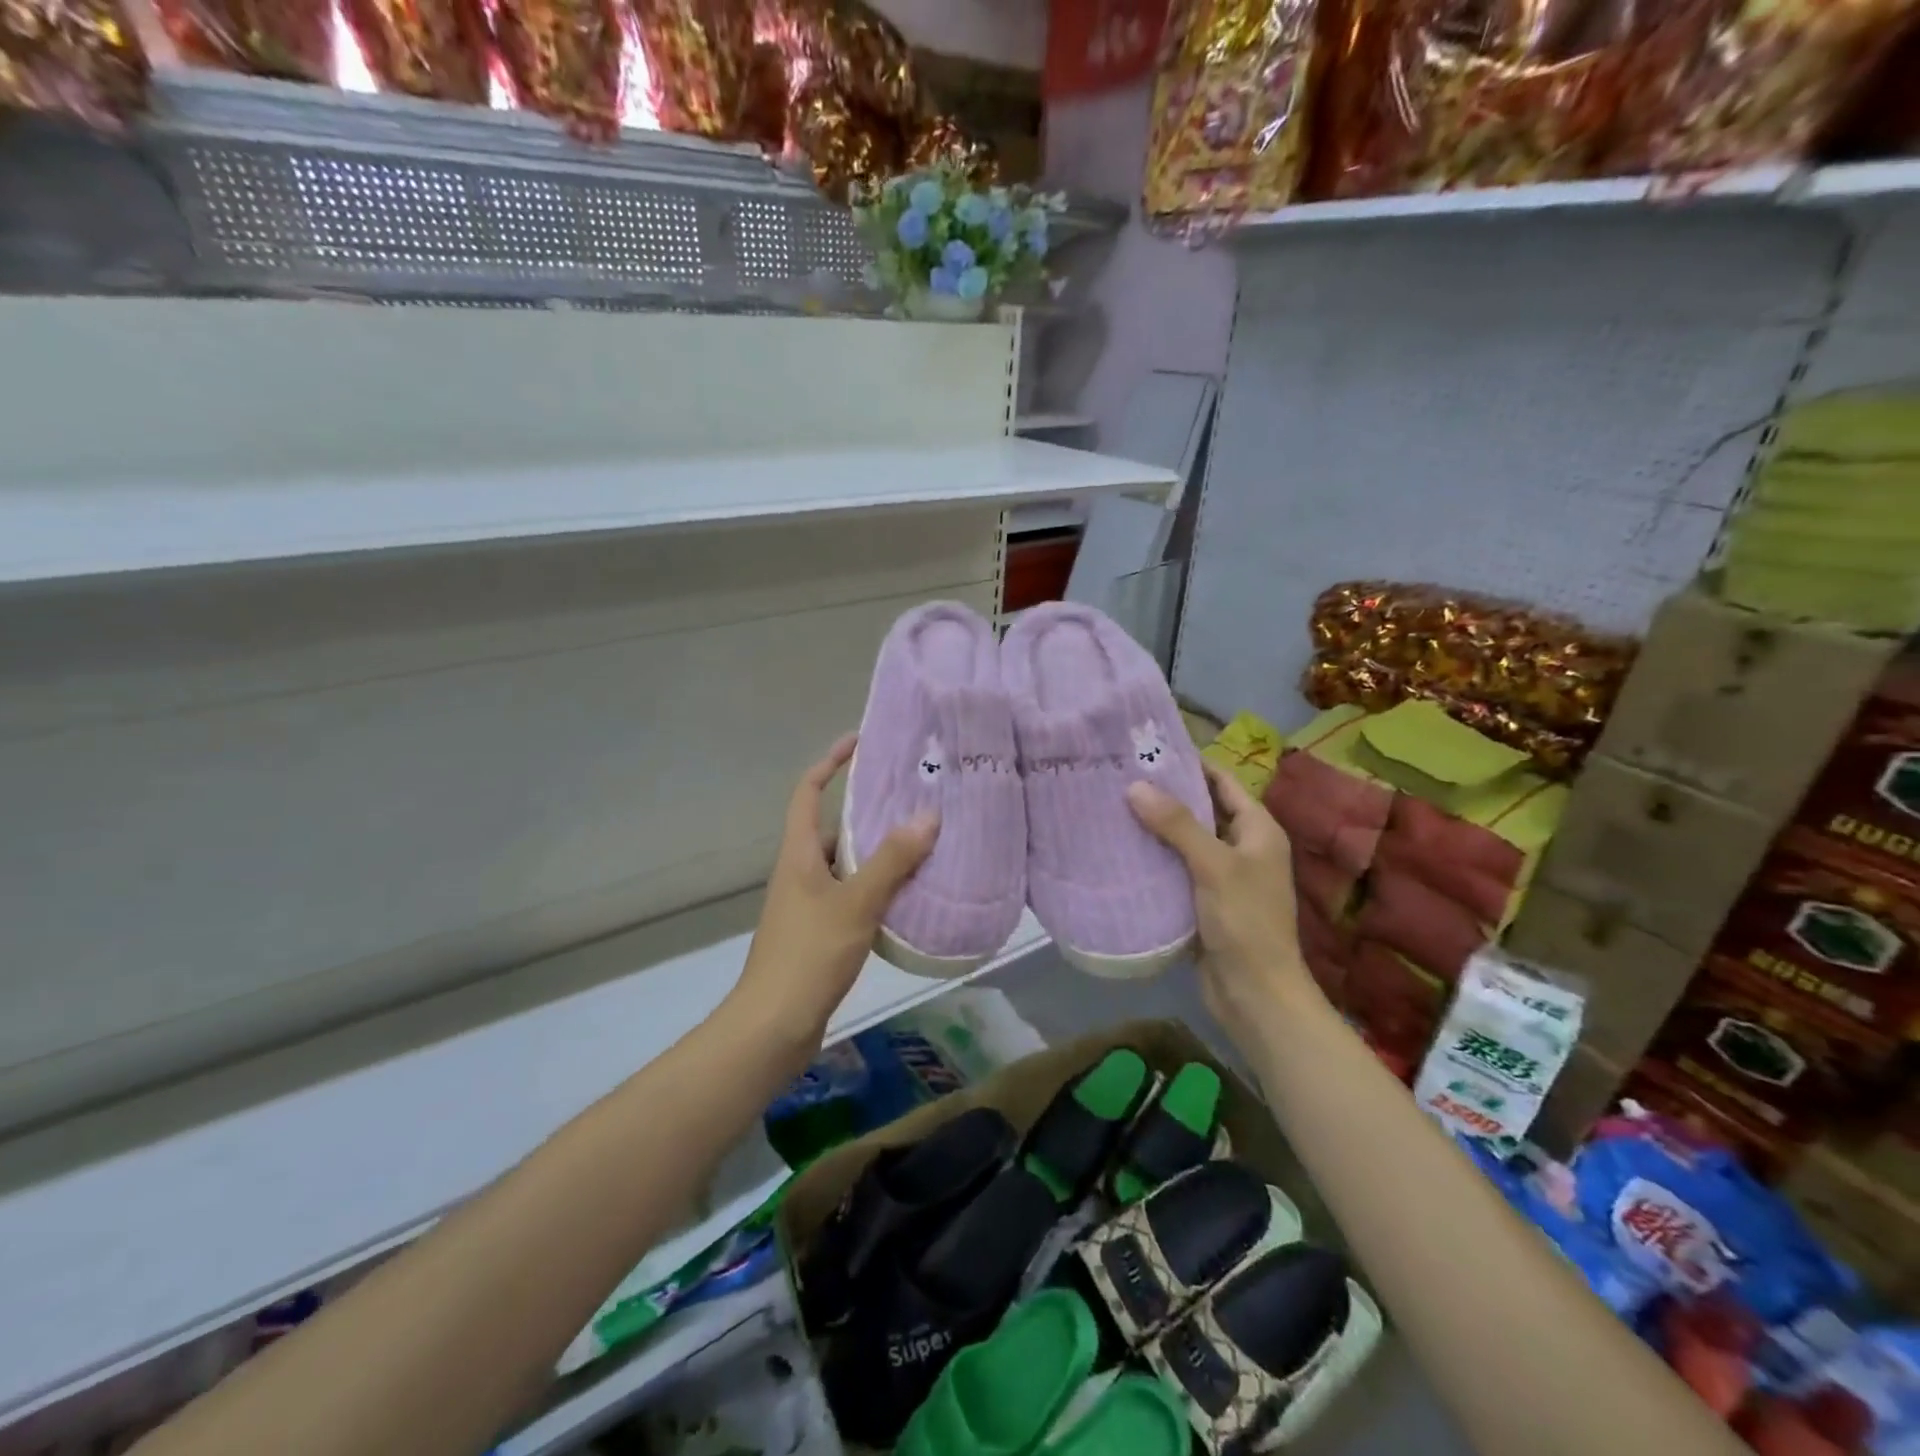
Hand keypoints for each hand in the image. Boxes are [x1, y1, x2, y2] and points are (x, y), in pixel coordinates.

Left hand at [725, 734, 938, 1064]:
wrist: (773, 1026)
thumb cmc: (808, 954)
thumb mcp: (854, 903)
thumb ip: (891, 861)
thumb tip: (928, 816)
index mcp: (798, 853)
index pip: (808, 792)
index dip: (830, 762)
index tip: (860, 742)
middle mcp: (800, 871)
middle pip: (835, 826)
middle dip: (870, 809)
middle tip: (915, 797)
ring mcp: (809, 903)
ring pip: (848, 863)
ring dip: (880, 851)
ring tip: (925, 840)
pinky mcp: (821, 931)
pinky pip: (854, 893)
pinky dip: (879, 886)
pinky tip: (911, 892)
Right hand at [1126, 763, 1315, 1036]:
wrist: (1255, 995)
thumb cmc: (1245, 922)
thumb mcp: (1213, 866)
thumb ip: (1177, 824)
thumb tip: (1136, 785)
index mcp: (1258, 830)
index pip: (1222, 783)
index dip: (1191, 764)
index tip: (1148, 750)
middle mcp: (1242, 848)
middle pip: (1202, 810)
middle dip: (1166, 795)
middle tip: (1120, 777)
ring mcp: (1223, 877)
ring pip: (1185, 842)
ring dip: (1155, 829)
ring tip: (1112, 807)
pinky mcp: (1203, 903)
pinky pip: (1176, 871)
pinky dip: (1154, 860)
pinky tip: (1121, 851)